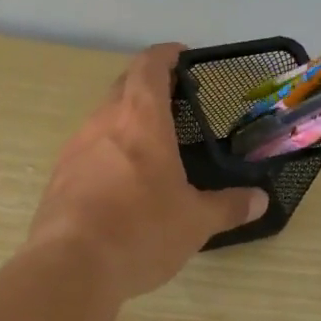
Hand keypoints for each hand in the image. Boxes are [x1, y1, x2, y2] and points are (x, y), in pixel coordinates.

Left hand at [28, 44, 267, 299]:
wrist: (70, 266)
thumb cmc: (141, 231)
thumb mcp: (195, 222)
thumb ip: (228, 206)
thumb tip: (260, 201)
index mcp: (140, 119)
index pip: (149, 66)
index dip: (166, 55)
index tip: (183, 56)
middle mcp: (103, 122)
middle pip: (123, 86)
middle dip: (148, 84)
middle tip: (175, 100)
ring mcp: (75, 147)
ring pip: (103, 117)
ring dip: (126, 119)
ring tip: (152, 143)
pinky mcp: (59, 176)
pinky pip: (88, 149)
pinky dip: (108, 150)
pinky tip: (122, 181)